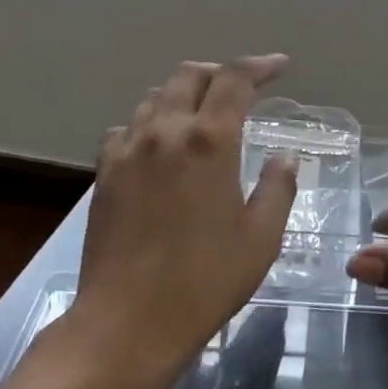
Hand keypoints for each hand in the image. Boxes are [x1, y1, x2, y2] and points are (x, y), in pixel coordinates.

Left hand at [55, 56, 298, 388]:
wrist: (128, 323)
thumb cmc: (205, 280)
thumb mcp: (261, 237)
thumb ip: (277, 187)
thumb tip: (284, 156)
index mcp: (209, 141)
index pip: (235, 79)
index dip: (261, 66)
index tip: (280, 66)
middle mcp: (165, 132)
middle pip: (189, 76)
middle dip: (219, 73)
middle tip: (240, 89)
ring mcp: (128, 151)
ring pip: (154, 98)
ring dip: (182, 95)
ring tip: (200, 115)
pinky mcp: (103, 175)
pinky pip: (125, 129)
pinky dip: (148, 124)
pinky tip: (156, 147)